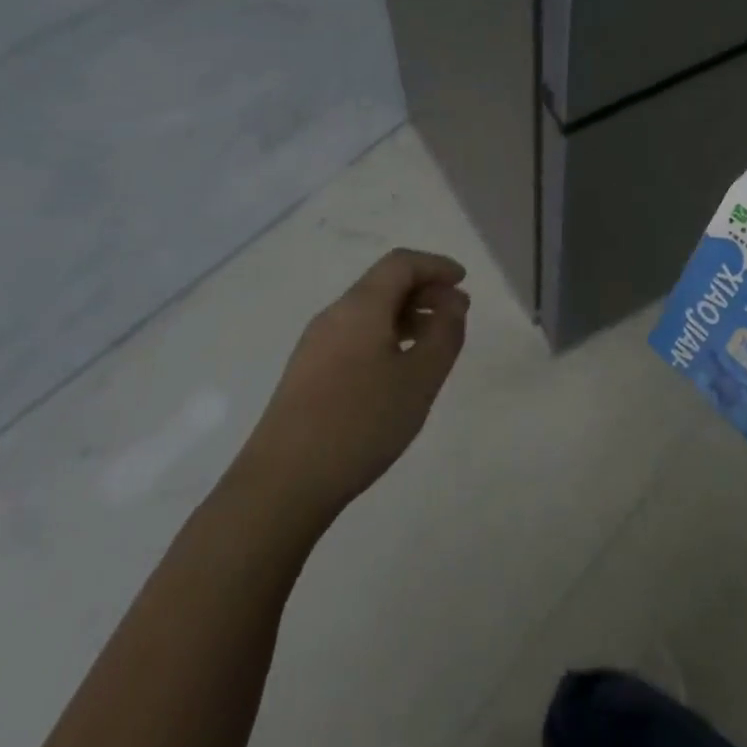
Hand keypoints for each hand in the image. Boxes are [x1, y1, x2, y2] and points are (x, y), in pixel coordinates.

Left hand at [239, 248, 469, 526]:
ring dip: (406, 315)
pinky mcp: (307, 373)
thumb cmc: (360, 423)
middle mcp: (334, 315)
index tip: (464, 282)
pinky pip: (355, 335)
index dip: (435, 265)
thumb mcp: (419, 379)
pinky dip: (385, 336)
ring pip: (369, 312)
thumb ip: (444, 334)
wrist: (283, 482)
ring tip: (434, 344)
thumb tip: (453, 303)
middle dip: (424, 290)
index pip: (401, 263)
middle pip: (383, 284)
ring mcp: (316, 344)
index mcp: (360, 306)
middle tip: (457, 315)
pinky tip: (399, 369)